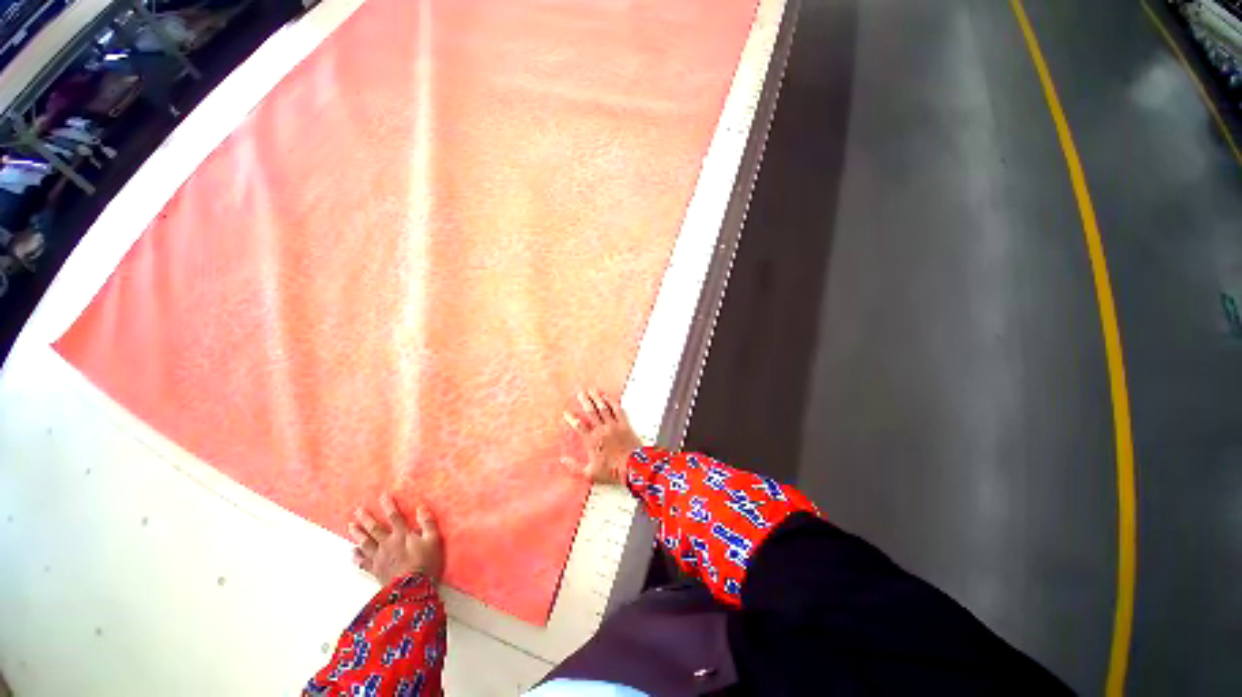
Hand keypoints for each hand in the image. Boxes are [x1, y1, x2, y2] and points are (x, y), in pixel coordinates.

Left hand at [349, 494, 443, 586]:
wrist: (411, 589)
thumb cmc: (425, 562)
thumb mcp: (433, 540)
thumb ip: (427, 523)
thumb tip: (421, 507)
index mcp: (402, 535)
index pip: (394, 516)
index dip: (388, 505)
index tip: (382, 496)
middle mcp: (387, 544)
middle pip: (374, 529)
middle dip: (366, 519)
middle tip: (357, 510)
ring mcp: (379, 558)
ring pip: (365, 543)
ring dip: (357, 534)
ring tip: (350, 526)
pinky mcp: (375, 570)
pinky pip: (363, 562)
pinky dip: (356, 556)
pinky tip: (352, 552)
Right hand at [562, 390, 641, 485]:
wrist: (633, 467)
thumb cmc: (612, 471)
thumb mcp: (590, 473)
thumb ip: (574, 466)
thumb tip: (562, 460)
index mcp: (592, 441)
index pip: (579, 426)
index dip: (572, 418)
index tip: (566, 412)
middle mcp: (601, 430)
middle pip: (591, 412)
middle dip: (584, 401)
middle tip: (580, 392)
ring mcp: (613, 426)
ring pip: (603, 408)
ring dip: (596, 398)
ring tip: (592, 390)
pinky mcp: (624, 425)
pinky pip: (617, 410)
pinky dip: (611, 402)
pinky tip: (607, 397)